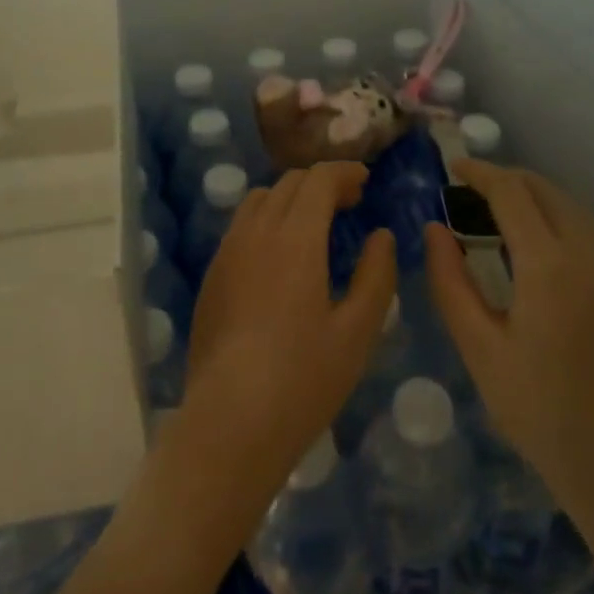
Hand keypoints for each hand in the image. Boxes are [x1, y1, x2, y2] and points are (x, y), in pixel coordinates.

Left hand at [179, 163, 397, 507]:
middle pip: (288, 183)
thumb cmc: (303, 379)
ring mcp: (227, 253)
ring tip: (314, 226)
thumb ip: (375, 275)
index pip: (318, 180)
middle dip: (321, 183)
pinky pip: (241, 227)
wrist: (229, 422)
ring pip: (259, 200)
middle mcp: (256, 233)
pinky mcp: (211, 277)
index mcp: (295, 238)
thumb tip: (381, 236)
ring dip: (291, 198)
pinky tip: (280, 257)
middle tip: (349, 204)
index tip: (365, 181)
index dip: (344, 172)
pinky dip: (267, 220)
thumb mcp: (357, 332)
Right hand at [423, 160, 593, 502]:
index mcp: (550, 267)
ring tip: (493, 209)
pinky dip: (553, 218)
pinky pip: (585, 231)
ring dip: (532, 196)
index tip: (452, 168)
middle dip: (507, 178)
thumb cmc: (538, 410)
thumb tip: (434, 230)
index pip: (513, 193)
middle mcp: (589, 255)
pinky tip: (530, 244)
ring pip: (570, 207)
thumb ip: (450, 281)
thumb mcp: (479, 347)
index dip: (480, 173)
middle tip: (468, 188)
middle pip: (546, 190)